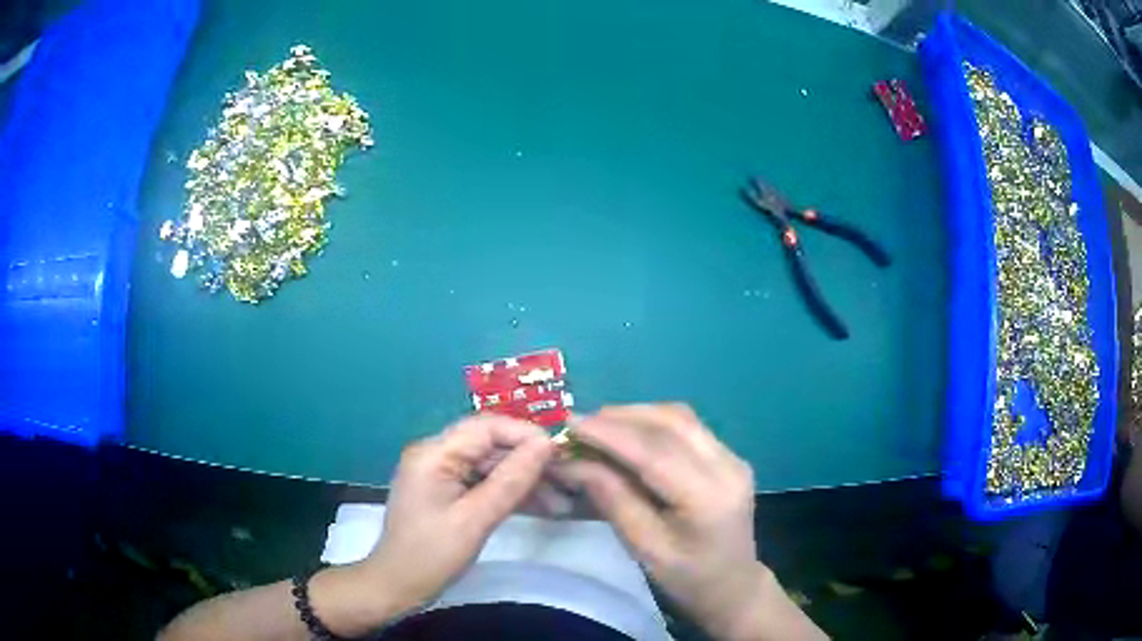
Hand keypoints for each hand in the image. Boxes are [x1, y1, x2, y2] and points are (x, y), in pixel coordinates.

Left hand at [353, 415, 555, 616]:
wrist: (397, 587)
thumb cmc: (431, 555)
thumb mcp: (475, 520)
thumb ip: (511, 480)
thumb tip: (547, 444)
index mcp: (434, 453)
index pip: (486, 427)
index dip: (525, 435)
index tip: (561, 453)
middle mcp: (436, 454)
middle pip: (490, 445)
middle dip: (529, 461)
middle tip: (568, 479)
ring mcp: (441, 473)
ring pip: (491, 465)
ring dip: (524, 480)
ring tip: (562, 502)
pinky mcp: (447, 492)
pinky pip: (483, 483)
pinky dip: (509, 494)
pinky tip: (541, 507)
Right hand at [554, 404, 824, 640]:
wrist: (733, 586)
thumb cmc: (687, 578)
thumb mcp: (644, 548)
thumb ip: (613, 500)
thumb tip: (573, 462)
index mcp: (709, 497)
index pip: (656, 452)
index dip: (610, 434)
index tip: (570, 422)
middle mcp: (728, 466)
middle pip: (671, 422)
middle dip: (620, 417)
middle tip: (579, 425)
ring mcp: (732, 457)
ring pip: (680, 417)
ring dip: (636, 415)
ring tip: (598, 427)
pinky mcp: (727, 456)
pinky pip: (686, 426)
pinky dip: (652, 423)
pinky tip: (628, 434)